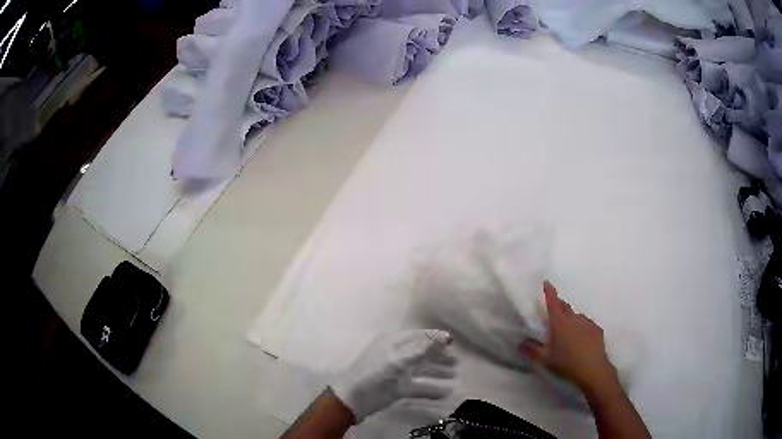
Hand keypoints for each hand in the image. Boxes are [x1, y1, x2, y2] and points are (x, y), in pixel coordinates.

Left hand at [331, 329, 456, 422]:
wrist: (352, 400)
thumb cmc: (375, 375)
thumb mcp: (399, 360)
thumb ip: (423, 349)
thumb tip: (447, 336)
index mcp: (394, 343)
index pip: (420, 336)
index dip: (436, 338)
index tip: (454, 343)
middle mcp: (397, 355)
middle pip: (423, 353)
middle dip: (440, 357)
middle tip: (458, 363)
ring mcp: (397, 373)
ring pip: (422, 370)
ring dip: (438, 372)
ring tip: (456, 376)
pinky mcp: (397, 388)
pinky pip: (418, 387)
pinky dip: (431, 389)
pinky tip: (445, 394)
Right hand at [520, 282, 618, 394]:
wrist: (592, 369)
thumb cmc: (566, 363)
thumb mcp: (545, 359)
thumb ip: (532, 349)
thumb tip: (521, 342)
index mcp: (559, 323)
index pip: (553, 302)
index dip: (549, 291)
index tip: (546, 282)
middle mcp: (574, 318)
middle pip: (565, 306)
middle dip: (559, 306)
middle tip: (553, 313)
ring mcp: (587, 322)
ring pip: (576, 316)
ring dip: (571, 319)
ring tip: (568, 333)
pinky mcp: (597, 329)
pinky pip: (587, 324)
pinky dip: (582, 328)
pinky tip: (581, 340)